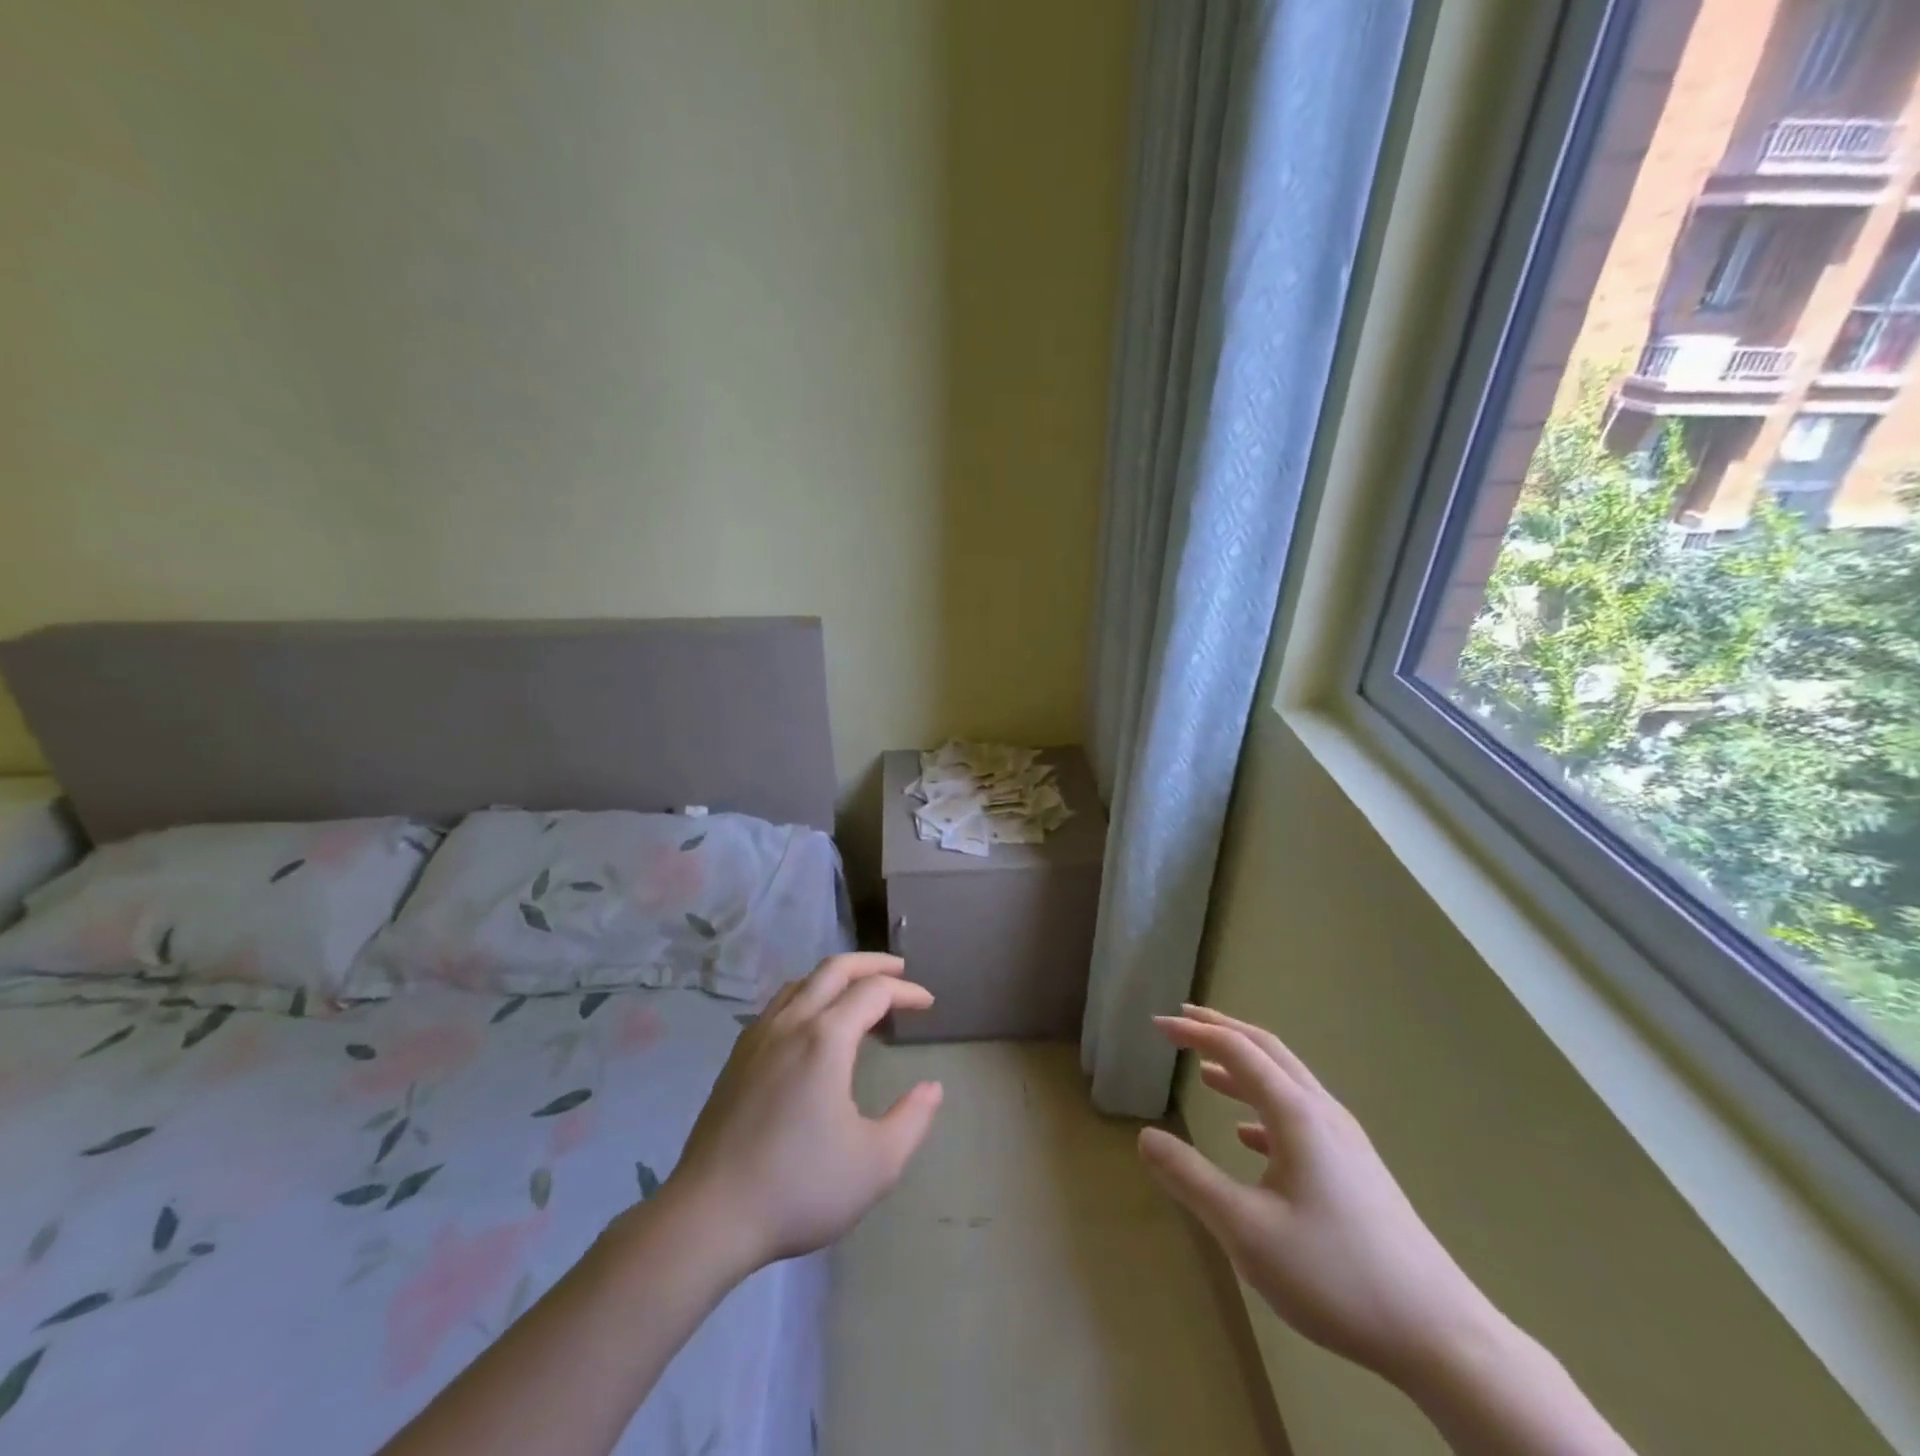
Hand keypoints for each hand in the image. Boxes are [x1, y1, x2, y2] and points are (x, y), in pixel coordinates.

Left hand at [659, 953, 943, 1274]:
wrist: (710, 1215)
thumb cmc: (800, 1188)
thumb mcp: (876, 1164)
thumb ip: (912, 1120)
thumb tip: (932, 1088)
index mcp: (826, 1038)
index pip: (874, 992)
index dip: (906, 992)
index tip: (929, 1005)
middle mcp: (791, 1023)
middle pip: (835, 968)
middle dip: (872, 963)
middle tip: (899, 971)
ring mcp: (758, 1036)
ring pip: (802, 982)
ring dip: (837, 978)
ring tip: (859, 997)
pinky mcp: (737, 1057)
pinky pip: (779, 1005)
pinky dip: (808, 997)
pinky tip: (813, 1028)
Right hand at [1138, 1005, 1499, 1386]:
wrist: (1439, 1333)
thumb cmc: (1336, 1275)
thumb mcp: (1247, 1231)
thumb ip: (1191, 1179)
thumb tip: (1144, 1137)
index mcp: (1295, 1114)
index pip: (1236, 1050)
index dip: (1194, 1032)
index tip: (1157, 1024)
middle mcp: (1322, 1112)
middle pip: (1266, 1049)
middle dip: (1221, 1030)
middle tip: (1182, 1019)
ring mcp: (1345, 1140)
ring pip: (1286, 1081)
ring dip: (1243, 1066)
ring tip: (1205, 1070)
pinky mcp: (1356, 1169)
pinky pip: (1300, 1115)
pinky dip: (1264, 1108)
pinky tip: (1247, 1135)